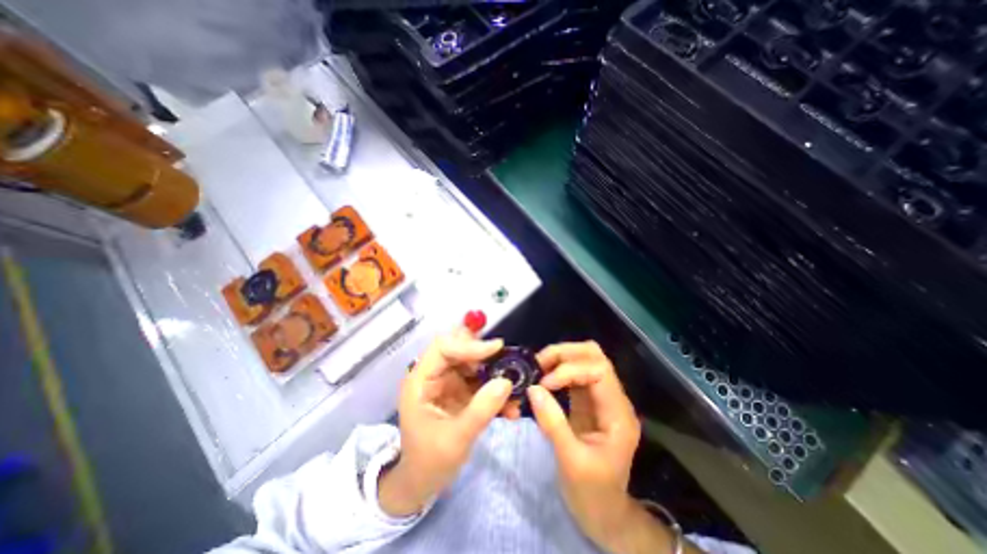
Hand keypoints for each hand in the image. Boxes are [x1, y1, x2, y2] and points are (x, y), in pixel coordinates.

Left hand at [379, 329, 517, 514]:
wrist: (421, 483)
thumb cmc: (429, 462)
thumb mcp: (455, 440)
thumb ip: (480, 410)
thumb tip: (506, 382)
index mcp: (420, 381)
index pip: (443, 348)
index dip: (469, 345)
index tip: (497, 348)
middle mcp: (433, 375)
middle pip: (459, 349)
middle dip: (484, 354)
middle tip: (507, 361)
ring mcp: (447, 381)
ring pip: (473, 362)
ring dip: (494, 371)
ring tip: (514, 386)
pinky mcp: (460, 391)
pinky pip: (480, 380)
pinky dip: (495, 387)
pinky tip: (510, 405)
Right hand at [528, 342, 644, 550]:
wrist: (604, 515)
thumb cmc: (593, 494)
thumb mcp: (571, 462)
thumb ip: (553, 423)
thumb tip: (533, 388)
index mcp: (618, 413)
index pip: (599, 371)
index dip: (570, 370)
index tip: (545, 384)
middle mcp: (613, 399)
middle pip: (594, 356)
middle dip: (565, 354)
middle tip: (539, 365)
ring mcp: (600, 398)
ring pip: (584, 360)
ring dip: (560, 358)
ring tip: (538, 368)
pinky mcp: (587, 402)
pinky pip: (574, 374)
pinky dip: (557, 370)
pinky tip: (543, 378)